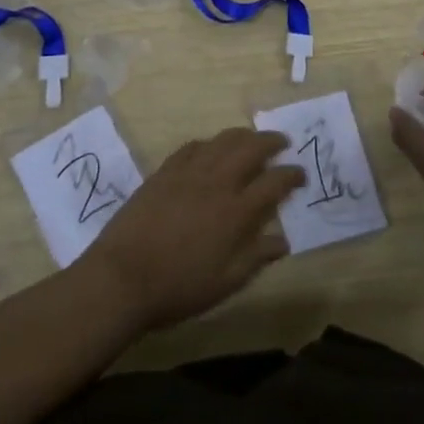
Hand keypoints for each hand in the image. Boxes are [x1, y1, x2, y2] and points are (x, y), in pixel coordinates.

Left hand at [85, 127, 303, 331]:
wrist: (122, 277)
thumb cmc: (178, 287)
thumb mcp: (225, 282)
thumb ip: (256, 258)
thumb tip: (283, 242)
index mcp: (236, 211)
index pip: (274, 182)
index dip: (292, 175)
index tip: (301, 174)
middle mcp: (217, 182)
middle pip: (251, 148)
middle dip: (271, 141)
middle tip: (282, 143)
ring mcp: (189, 172)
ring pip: (223, 140)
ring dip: (243, 135)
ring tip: (252, 139)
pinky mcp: (165, 171)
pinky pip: (193, 147)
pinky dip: (209, 144)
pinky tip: (211, 149)